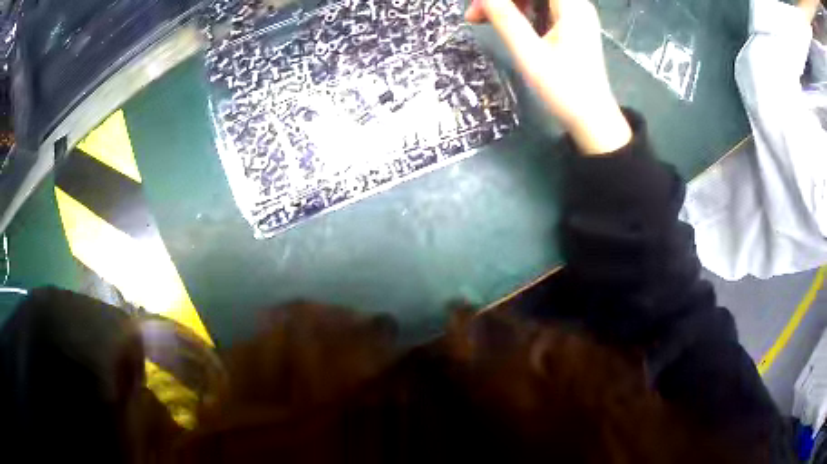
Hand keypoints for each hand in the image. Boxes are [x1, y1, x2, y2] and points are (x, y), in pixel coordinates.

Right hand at [466, 0, 631, 154]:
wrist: (593, 120)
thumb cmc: (564, 89)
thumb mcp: (529, 53)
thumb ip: (505, 18)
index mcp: (570, 6)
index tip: (478, 5)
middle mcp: (575, 4)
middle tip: (474, 15)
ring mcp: (575, 15)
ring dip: (508, 4)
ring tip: (482, 20)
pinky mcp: (571, 27)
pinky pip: (541, 8)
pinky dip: (520, 12)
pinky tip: (504, 24)